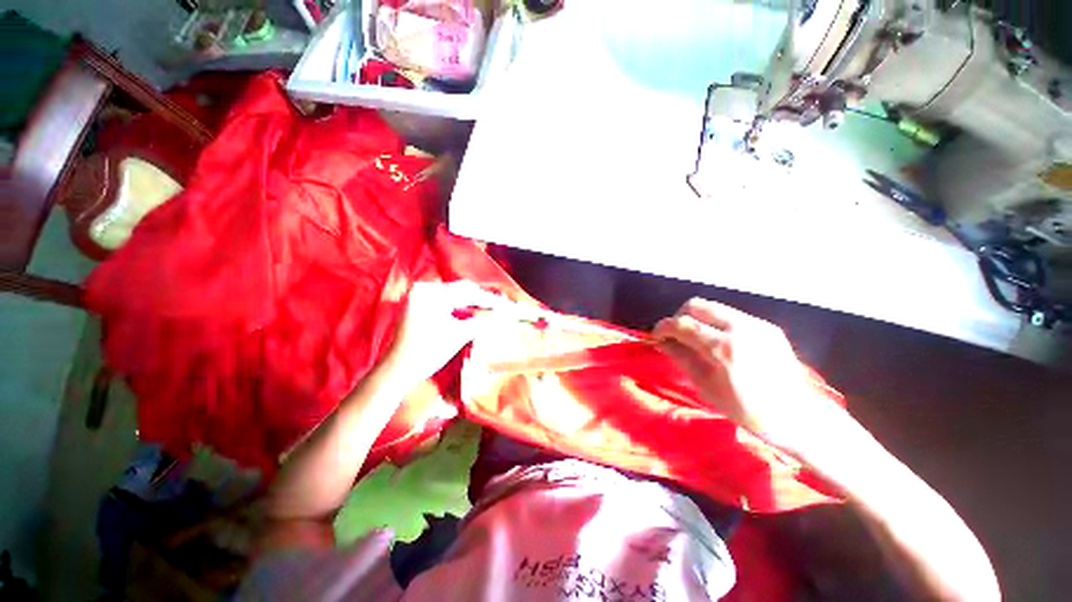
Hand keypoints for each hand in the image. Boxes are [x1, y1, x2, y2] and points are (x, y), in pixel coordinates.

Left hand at [384, 281, 506, 383]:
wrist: (398, 371)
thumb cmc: (428, 352)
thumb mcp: (459, 335)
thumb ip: (483, 322)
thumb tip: (504, 315)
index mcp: (431, 294)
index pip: (468, 292)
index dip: (489, 300)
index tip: (506, 306)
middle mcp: (424, 290)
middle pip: (460, 291)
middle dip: (481, 300)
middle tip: (500, 307)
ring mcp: (419, 298)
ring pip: (453, 296)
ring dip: (471, 303)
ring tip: (489, 310)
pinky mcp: (418, 307)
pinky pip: (444, 303)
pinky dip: (459, 308)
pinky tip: (471, 314)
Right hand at [654, 298, 844, 455]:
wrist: (800, 418)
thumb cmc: (749, 411)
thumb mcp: (707, 387)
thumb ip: (682, 358)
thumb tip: (661, 342)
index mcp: (724, 348)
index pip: (683, 324)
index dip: (663, 327)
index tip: (655, 335)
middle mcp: (741, 328)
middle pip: (697, 305)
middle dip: (679, 317)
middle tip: (675, 335)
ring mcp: (757, 324)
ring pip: (714, 307)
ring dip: (697, 318)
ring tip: (695, 339)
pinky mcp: (767, 326)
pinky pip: (731, 315)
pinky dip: (716, 323)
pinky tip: (718, 342)